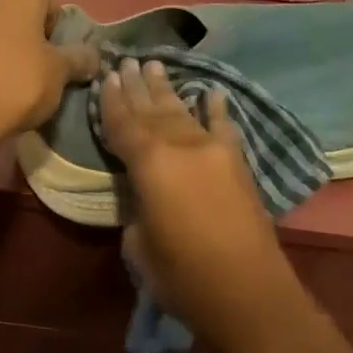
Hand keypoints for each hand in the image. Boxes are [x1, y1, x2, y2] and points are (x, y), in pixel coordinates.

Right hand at [98, 58, 306, 349]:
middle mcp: (181, 146)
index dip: (111, 101)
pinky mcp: (238, 163)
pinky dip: (216, 109)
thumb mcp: (138, 244)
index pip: (123, 124)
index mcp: (149, 164)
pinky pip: (224, 127)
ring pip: (184, 111)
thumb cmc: (182, 276)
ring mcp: (213, 150)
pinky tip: (211, 92)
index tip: (105, 75)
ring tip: (154, 66)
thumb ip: (137, 206)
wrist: (247, 291)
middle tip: (126, 61)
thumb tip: (143, 192)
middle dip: (137, 86)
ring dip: (167, 90)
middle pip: (152, 110)